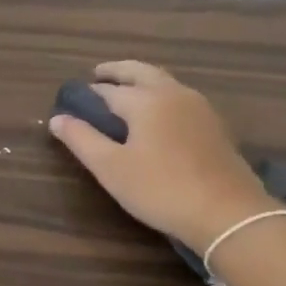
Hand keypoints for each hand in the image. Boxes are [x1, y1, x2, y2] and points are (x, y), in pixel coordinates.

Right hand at [48, 61, 269, 252]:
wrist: (228, 213)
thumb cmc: (161, 189)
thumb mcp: (111, 168)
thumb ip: (81, 140)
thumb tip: (57, 118)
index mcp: (145, 100)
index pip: (107, 90)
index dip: (87, 94)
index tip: (72, 101)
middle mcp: (173, 93)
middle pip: (140, 72)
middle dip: (116, 72)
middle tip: (97, 76)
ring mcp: (199, 107)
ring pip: (164, 81)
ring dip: (141, 80)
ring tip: (124, 94)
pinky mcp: (215, 125)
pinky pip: (180, 97)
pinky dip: (160, 95)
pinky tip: (157, 116)